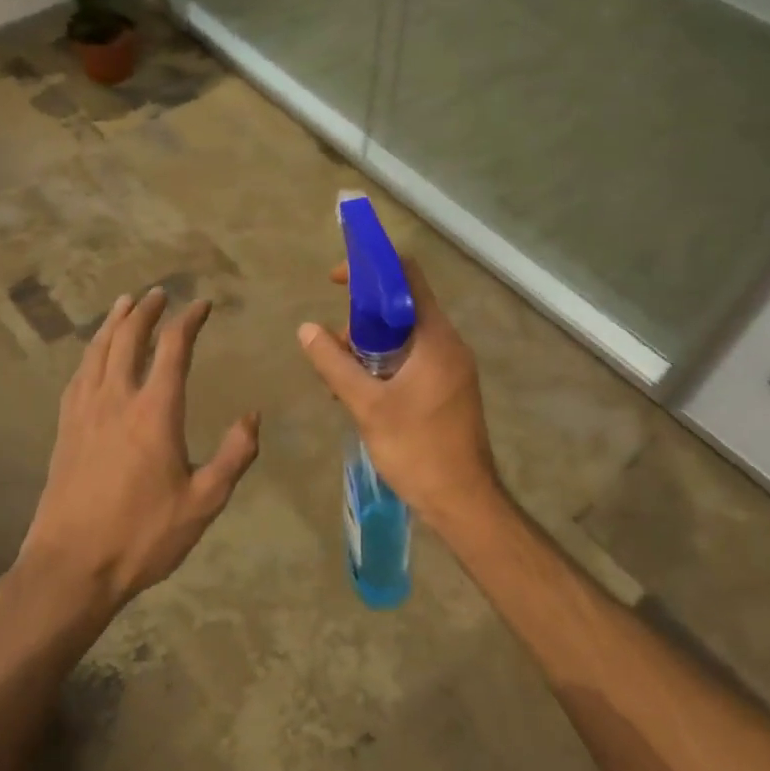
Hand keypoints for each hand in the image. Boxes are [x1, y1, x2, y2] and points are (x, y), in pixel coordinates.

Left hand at [16, 288, 259, 613]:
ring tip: (125, 304)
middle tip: (160, 293)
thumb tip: (252, 415)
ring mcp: (84, 412)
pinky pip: (78, 376)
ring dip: (113, 323)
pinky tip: (93, 354)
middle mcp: (117, 400)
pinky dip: (90, 353)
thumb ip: (234, 455)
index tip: (202, 304)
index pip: (173, 349)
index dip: (189, 320)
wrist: (71, 567)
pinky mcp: (65, 430)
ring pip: (97, 351)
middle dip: (146, 311)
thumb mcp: (204, 501)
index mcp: (154, 412)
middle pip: (128, 338)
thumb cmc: (143, 536)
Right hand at [296, 259, 500, 536]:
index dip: (371, 268)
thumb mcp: (367, 406)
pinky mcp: (448, 389)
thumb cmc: (418, 449)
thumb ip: (335, 364)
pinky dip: (385, 366)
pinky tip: (360, 395)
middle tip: (335, 349)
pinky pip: (412, 360)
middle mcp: (448, 344)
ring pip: (404, 338)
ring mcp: (451, 368)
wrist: (463, 501)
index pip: (407, 276)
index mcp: (436, 337)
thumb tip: (306, 329)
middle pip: (402, 308)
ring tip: (340, 381)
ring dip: (370, 348)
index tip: (336, 282)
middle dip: (362, 320)